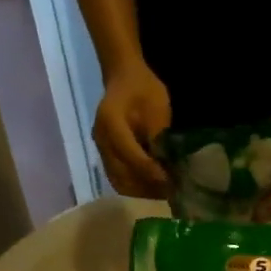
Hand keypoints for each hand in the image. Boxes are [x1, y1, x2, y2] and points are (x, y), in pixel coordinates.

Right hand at [92, 63, 172, 198]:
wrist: (124, 77)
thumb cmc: (143, 89)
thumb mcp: (157, 108)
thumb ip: (158, 137)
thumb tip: (165, 167)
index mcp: (111, 124)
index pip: (131, 156)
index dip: (151, 172)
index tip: (170, 181)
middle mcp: (101, 139)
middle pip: (122, 175)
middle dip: (147, 187)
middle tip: (170, 192)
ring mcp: (100, 148)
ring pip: (119, 181)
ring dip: (141, 191)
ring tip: (163, 193)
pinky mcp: (105, 154)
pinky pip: (117, 178)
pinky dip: (134, 186)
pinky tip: (152, 187)